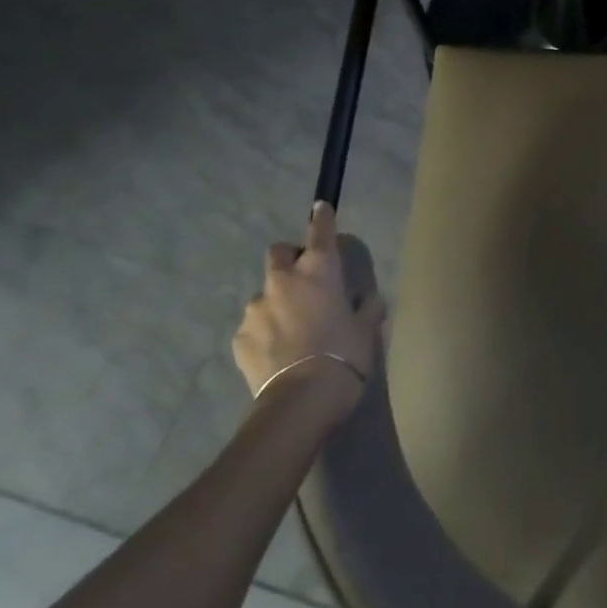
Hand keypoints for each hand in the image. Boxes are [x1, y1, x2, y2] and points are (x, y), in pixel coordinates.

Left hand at [233, 201, 385, 405]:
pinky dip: (264, 331)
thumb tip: (367, 299)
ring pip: (265, 293)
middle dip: (290, 258)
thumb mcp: (367, 329)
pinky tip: (278, 353)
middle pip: (279, 252)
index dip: (322, 217)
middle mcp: (284, 281)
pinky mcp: (239, 337)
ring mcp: (256, 308)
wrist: (301, 400)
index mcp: (320, 271)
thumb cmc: (345, 354)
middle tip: (304, 280)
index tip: (321, 207)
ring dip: (277, 301)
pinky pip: (253, 325)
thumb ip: (366, 307)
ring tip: (291, 329)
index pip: (320, 231)